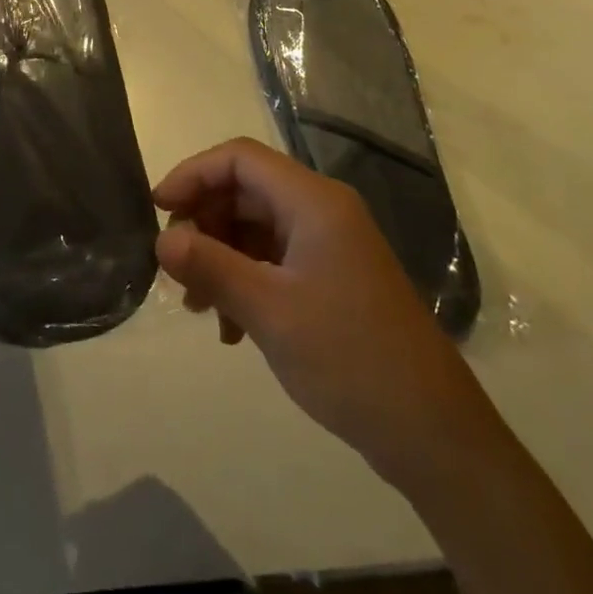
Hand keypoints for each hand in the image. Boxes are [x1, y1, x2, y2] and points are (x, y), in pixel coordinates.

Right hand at [154, 138, 501, 486]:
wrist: (434, 435)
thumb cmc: (350, 359)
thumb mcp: (269, 311)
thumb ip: (210, 266)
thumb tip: (161, 240)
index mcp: (314, 202)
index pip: (239, 158)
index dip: (192, 174)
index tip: (158, 210)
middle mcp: (323, 211)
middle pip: (245, 191)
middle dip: (204, 223)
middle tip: (176, 268)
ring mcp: (330, 245)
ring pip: (255, 227)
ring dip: (220, 257)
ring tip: (200, 308)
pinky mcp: (333, 277)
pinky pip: (273, 259)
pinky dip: (244, 280)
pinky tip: (231, 328)